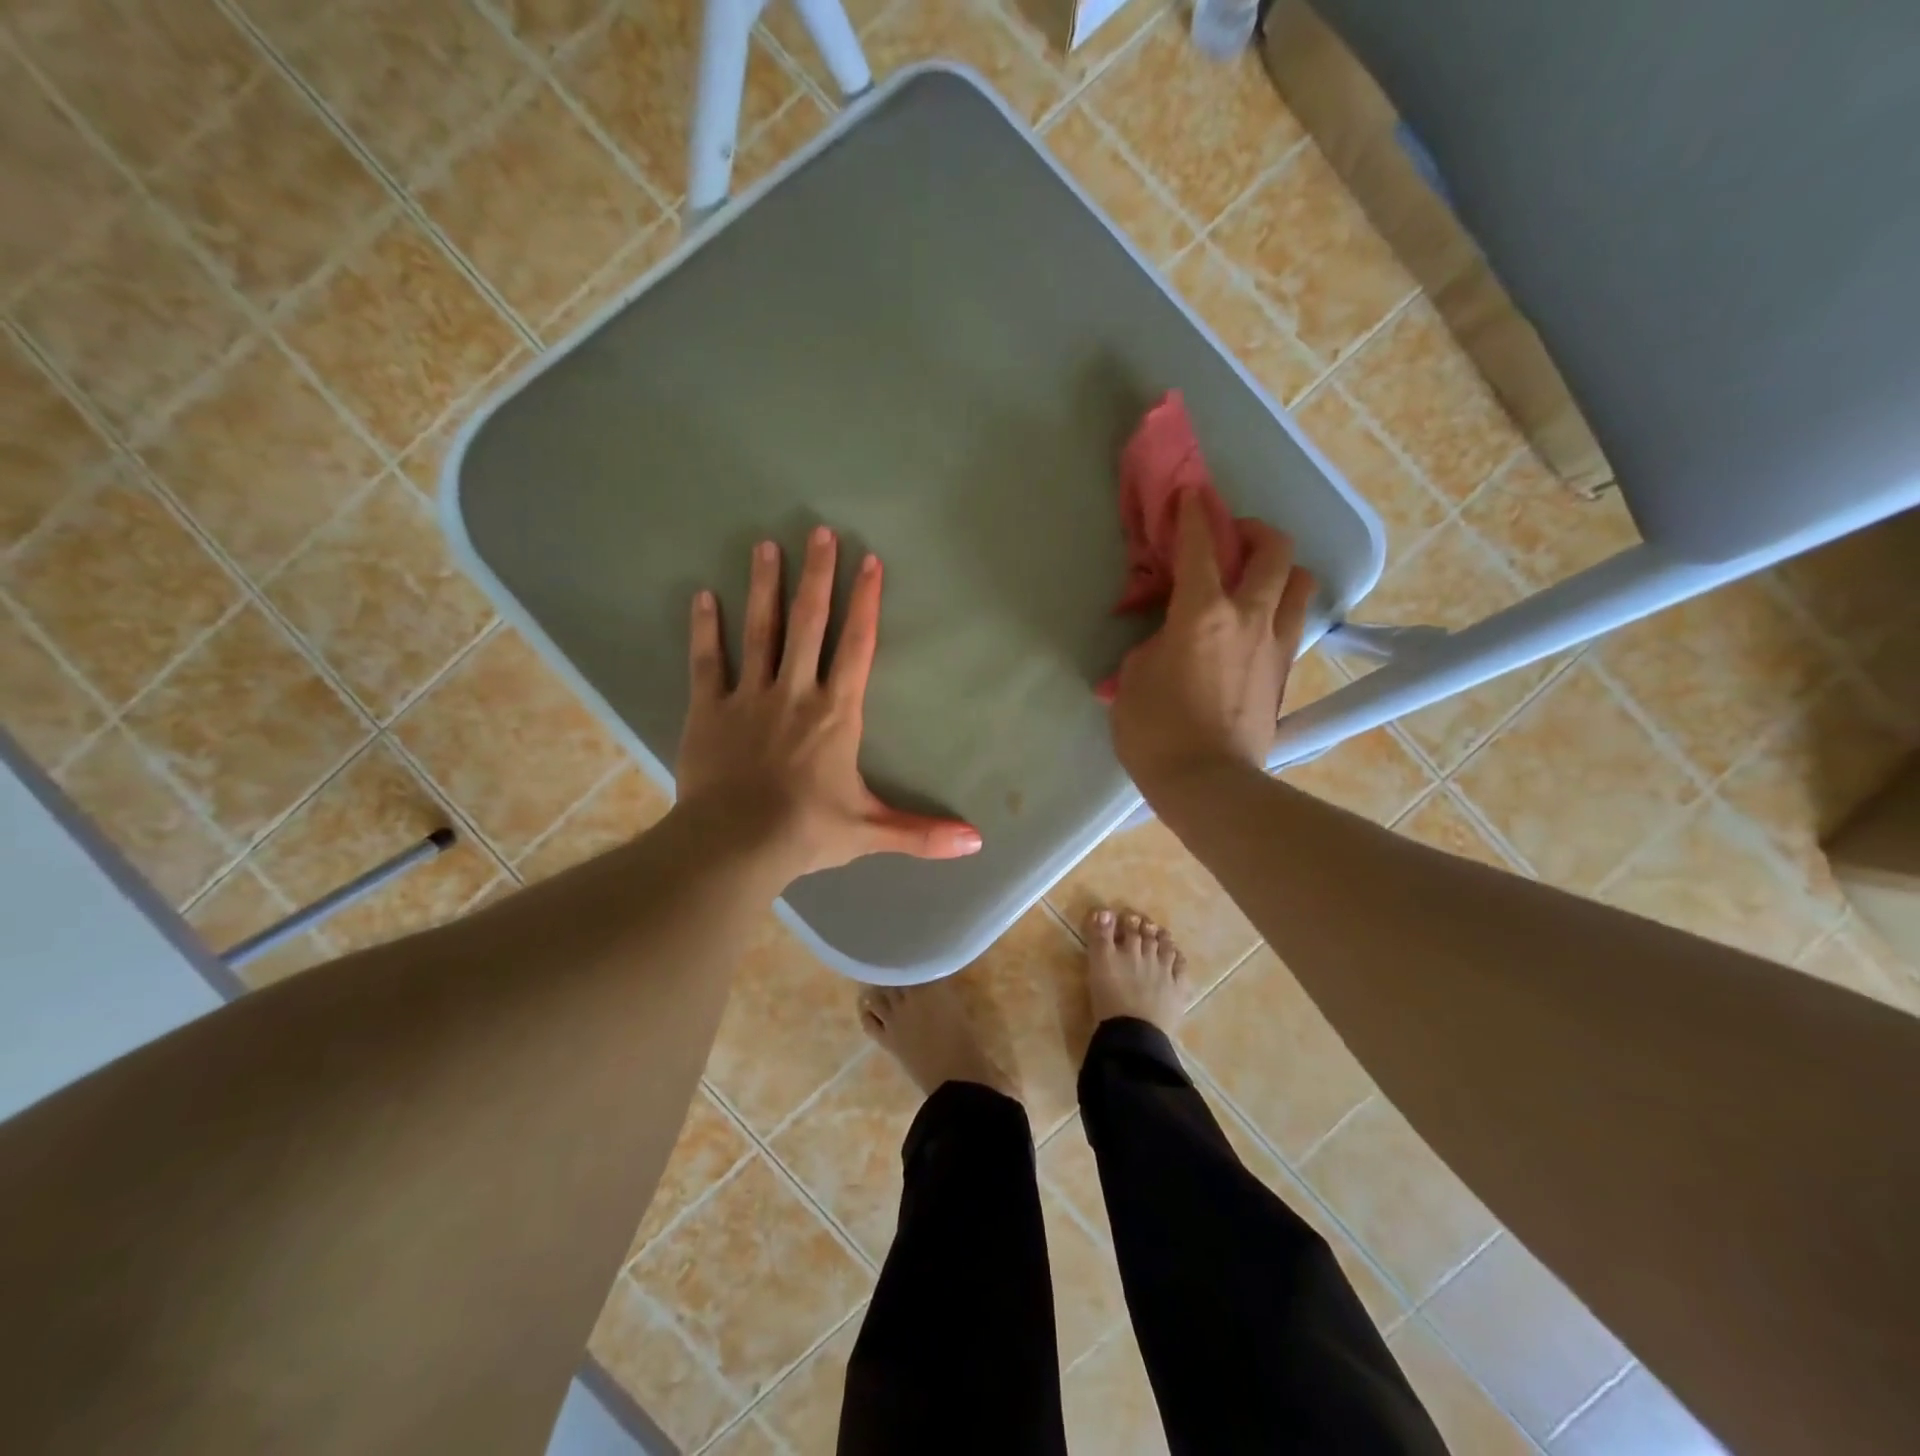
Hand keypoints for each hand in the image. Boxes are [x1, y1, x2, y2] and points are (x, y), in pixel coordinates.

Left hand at [675, 526, 983, 879]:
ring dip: (765, 587)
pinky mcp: (709, 710)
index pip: (856, 646)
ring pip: (760, 631)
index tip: (868, 561)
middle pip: (809, 624)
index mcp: (836, 713)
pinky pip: (708, 662)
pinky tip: (704, 596)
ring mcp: (750, 697)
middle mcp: (796, 692)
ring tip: (766, 546)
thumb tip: (978, 842)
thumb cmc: (808, 831)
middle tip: (819, 532)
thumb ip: (922, 832)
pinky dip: (706, 629)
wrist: (736, 844)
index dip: (865, 602)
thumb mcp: (871, 832)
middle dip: (817, 576)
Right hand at [1108, 492, 1316, 800]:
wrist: (1207, 784)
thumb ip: (1153, 644)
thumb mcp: (1133, 679)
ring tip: (1254, 583)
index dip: (1194, 514)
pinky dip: (1279, 610)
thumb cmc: (1156, 731)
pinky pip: (1293, 623)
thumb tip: (1168, 639)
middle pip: (1274, 549)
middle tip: (1231, 541)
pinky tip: (1256, 627)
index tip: (1191, 496)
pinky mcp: (1285, 673)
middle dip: (1253, 531)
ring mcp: (1275, 644)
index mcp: (1203, 612)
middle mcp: (1249, 616)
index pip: (1202, 545)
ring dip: (1279, 570)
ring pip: (1299, 583)